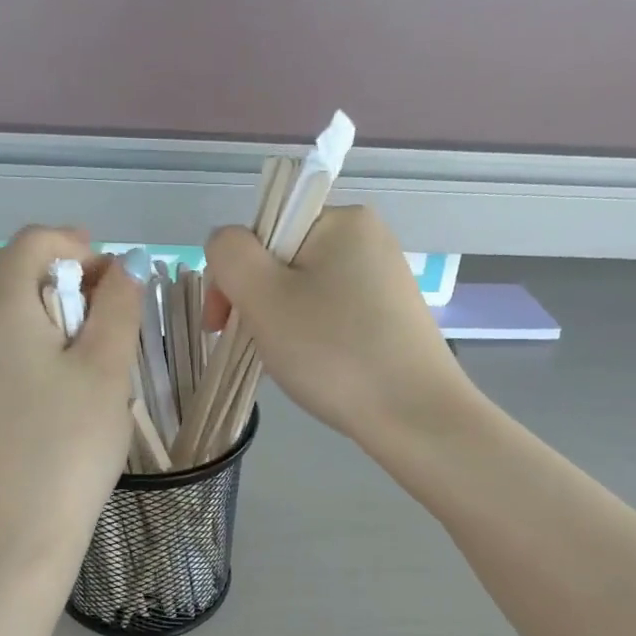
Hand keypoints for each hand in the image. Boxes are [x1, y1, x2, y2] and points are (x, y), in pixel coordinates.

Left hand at [0, 227, 143, 588]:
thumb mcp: (106, 369)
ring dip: (60, 317)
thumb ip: (117, 307)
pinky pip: (10, 351)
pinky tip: (72, 390)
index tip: (119, 281)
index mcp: (1, 305)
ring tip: (101, 356)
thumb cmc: (67, 446)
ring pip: (15, 315)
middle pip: (18, 273)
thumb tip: (121, 268)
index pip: (32, 241)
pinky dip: (45, 349)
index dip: (79, 245)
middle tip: (115, 316)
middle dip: (70, 279)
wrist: (16, 534)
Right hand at [203, 206, 474, 448]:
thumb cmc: (333, 352)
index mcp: (341, 219)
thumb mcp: (263, 297)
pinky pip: (333, 317)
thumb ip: (230, 256)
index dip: (233, 276)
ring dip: (282, 325)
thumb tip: (226, 246)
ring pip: (305, 294)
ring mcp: (385, 280)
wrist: (414, 415)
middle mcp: (368, 239)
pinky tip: (317, 369)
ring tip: (288, 365)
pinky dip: (313, 339)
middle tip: (256, 349)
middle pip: (283, 262)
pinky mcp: (393, 318)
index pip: (261, 231)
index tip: (221, 325)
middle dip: (258, 304)